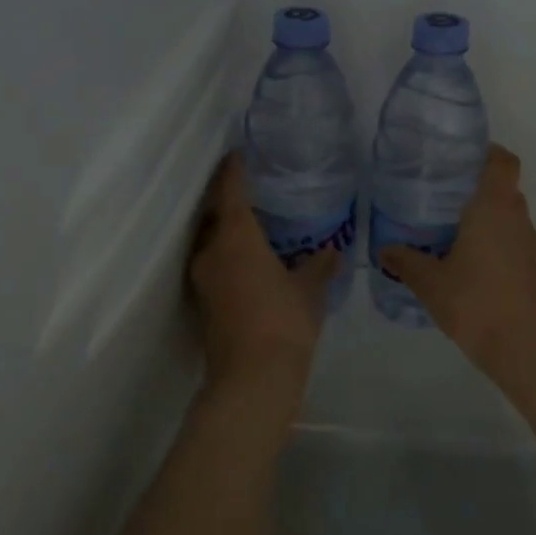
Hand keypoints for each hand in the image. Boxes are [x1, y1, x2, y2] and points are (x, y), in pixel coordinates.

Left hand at [189, 153, 337, 381]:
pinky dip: (227, 254)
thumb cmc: (284, 322)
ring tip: (252, 224)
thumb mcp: (309, 291)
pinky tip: (249, 261)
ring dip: (226, 230)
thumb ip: (319, 266)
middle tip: (250, 188)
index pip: (231, 192)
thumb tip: (332, 251)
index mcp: (236, 238)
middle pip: (214, 215)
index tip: (237, 154)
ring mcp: (203, 279)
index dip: (233, 171)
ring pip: (212, 242)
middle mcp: (211, 252)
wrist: (252, 379)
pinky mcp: (203, 303)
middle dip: (228, 199)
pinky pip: (214, 264)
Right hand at [378, 144, 535, 366]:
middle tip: (443, 189)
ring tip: (449, 221)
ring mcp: (526, 242)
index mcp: (493, 207)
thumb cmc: (474, 300)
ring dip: (485, 212)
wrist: (519, 344)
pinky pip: (509, 236)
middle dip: (477, 183)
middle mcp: (514, 216)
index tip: (461, 155)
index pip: (503, 162)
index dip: (488, 151)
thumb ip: (406, 260)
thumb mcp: (429, 281)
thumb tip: (384, 249)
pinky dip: (492, 235)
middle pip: (503, 186)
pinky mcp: (528, 265)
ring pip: (507, 212)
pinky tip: (465, 254)